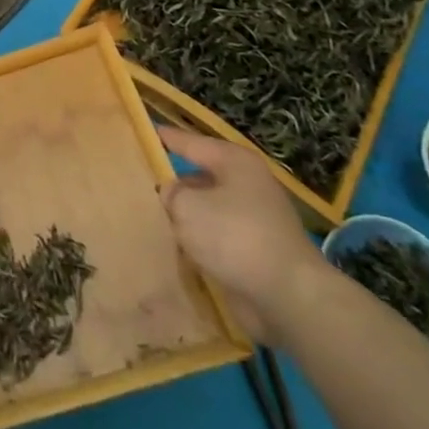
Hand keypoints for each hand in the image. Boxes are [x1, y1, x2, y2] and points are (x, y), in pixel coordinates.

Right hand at [157, 127, 329, 342]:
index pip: (190, 142)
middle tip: (139, 184)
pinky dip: (199, 242)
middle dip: (173, 184)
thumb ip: (170, 193)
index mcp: (234, 162)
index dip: (164, 137)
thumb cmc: (235, 237)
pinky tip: (176, 249)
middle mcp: (247, 184)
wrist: (289, 296)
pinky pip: (217, 237)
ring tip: (152, 220)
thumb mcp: (187, 206)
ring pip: (208, 209)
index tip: (142, 132)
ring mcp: (255, 218)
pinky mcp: (256, 250)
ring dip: (185, 217)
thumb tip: (171, 194)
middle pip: (200, 177)